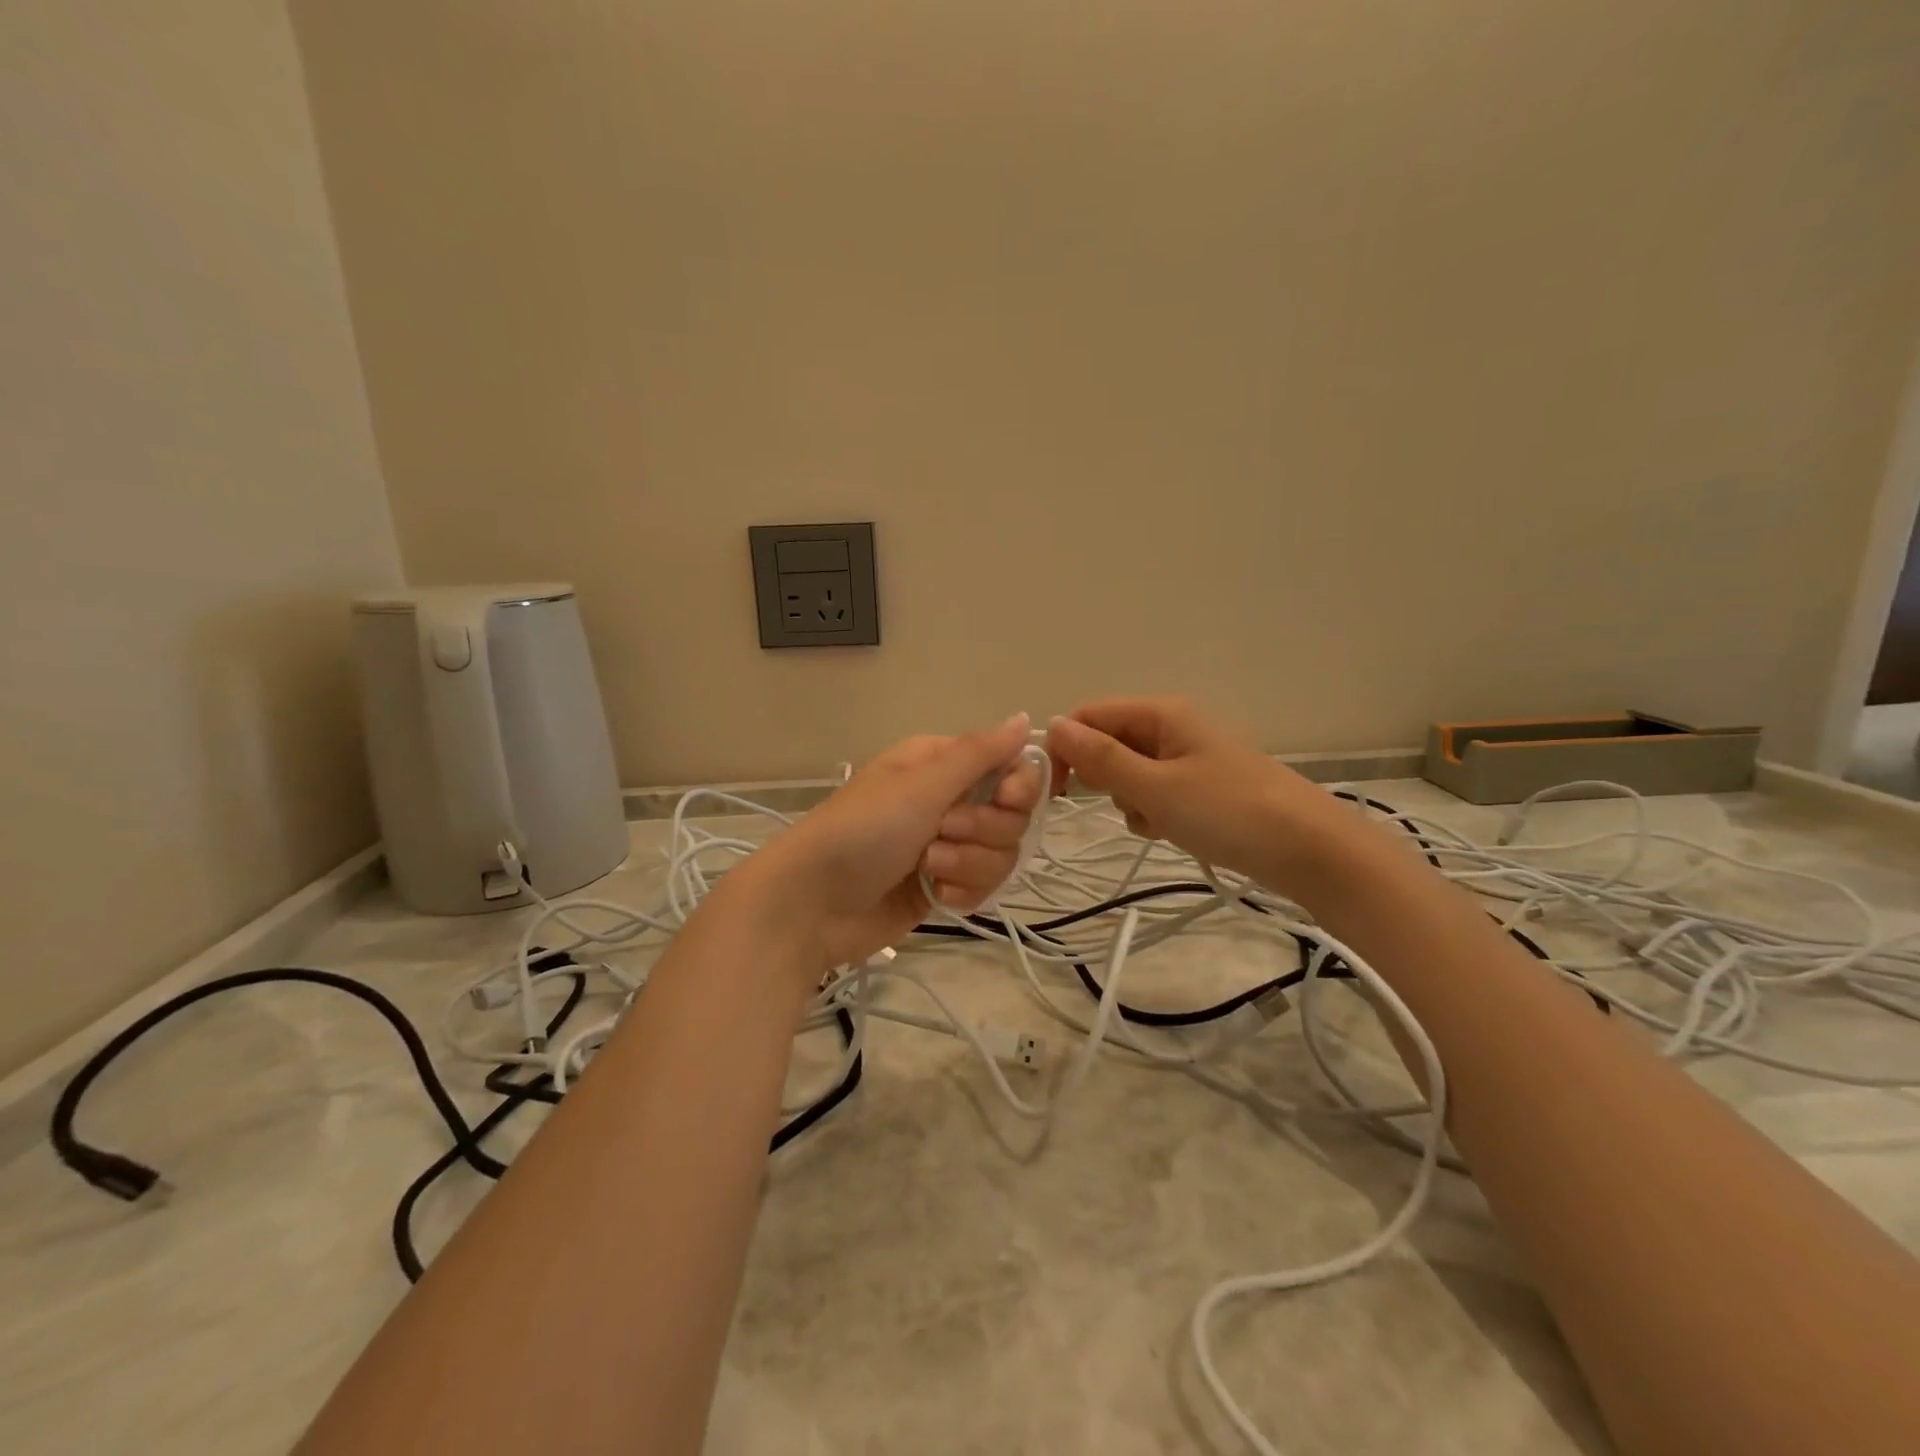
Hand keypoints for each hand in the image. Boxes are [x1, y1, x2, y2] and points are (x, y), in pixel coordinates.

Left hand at [753, 714, 1043, 971]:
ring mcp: (948, 845)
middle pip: (1013, 815)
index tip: (1007, 800)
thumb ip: (979, 753)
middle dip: (983, 831)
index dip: (1020, 787)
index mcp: (943, 764)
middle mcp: (950, 799)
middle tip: (940, 834)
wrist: (812, 904)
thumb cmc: (864, 830)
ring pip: (1001, 854)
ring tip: (927, 869)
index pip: (1012, 766)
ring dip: (968, 865)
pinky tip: (933, 896)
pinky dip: (962, 893)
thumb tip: (1025, 718)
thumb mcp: (921, 784)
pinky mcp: (943, 886)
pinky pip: (983, 886)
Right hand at [1045, 696, 1330, 883]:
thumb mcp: (1155, 787)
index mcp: (1161, 713)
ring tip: (1158, 821)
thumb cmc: (1228, 812)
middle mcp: (1171, 726)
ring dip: (1130, 800)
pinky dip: (1153, 812)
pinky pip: (1154, 791)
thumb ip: (1100, 758)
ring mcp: (1186, 756)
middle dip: (1105, 778)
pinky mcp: (1199, 785)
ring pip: (1128, 772)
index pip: (1088, 716)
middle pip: (1108, 742)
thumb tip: (1052, 725)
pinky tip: (1172, 830)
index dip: (1065, 748)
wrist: (1309, 850)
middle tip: (1130, 803)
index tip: (1058, 791)